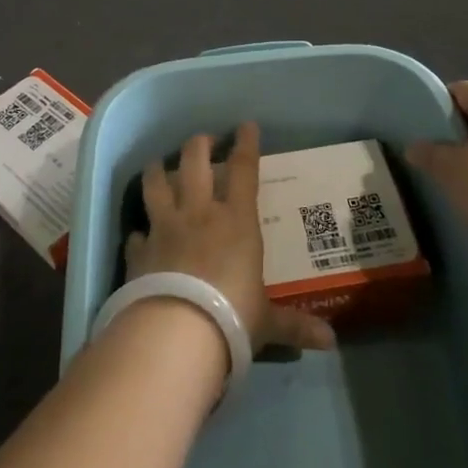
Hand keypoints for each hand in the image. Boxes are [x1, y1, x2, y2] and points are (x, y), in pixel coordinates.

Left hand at [129, 123, 336, 354]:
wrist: (176, 333)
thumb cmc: (231, 318)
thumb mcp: (266, 321)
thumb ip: (295, 325)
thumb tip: (330, 342)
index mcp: (236, 221)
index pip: (244, 170)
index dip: (246, 144)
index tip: (246, 125)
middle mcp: (199, 213)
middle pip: (194, 162)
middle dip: (199, 145)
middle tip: (204, 140)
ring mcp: (164, 228)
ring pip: (156, 184)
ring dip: (157, 170)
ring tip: (158, 165)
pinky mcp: (139, 251)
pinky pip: (137, 232)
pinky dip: (139, 230)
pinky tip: (140, 232)